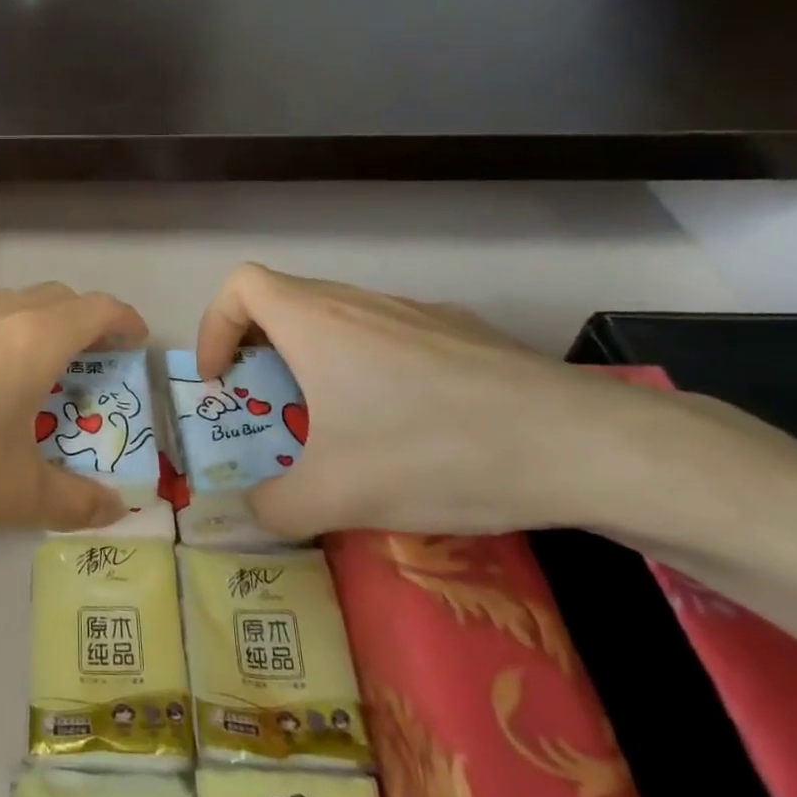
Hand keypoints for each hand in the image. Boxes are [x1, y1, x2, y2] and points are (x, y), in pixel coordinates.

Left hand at [0, 283, 144, 548]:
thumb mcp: (13, 496)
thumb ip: (73, 501)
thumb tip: (117, 510)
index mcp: (31, 340)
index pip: (96, 309)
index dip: (123, 320)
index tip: (134, 341)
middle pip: (52, 299)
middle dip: (80, 323)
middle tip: (87, 365)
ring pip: (2, 307)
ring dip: (27, 329)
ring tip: (23, 377)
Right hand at [196, 265, 679, 538]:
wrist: (582, 444)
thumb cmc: (435, 452)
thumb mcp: (339, 496)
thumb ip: (274, 507)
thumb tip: (253, 511)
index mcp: (316, 322)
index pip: (240, 285)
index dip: (215, 326)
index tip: (223, 381)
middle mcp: (360, 302)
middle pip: (284, 301)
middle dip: (261, 353)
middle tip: (273, 410)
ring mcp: (415, 311)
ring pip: (338, 318)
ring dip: (315, 361)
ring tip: (338, 423)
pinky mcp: (460, 331)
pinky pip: (388, 334)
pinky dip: (368, 366)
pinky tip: (408, 423)